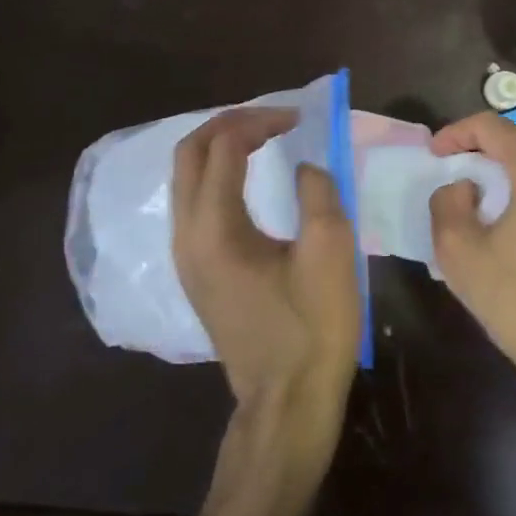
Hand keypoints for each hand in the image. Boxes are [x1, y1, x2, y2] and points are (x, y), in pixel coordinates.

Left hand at [172, 107, 360, 451]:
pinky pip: (193, 204)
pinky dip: (216, 176)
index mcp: (215, 229)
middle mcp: (186, 236)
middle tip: (273, 118)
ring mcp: (184, 257)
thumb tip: (305, 166)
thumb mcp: (331, 252)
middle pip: (188, 155)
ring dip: (218, 148)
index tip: (299, 118)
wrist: (287, 397)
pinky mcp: (194, 273)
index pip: (224, 148)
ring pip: (185, 179)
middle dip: (228, 125)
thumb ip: (319, 193)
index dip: (260, 122)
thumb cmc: (313, 326)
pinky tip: (247, 180)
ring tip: (262, 139)